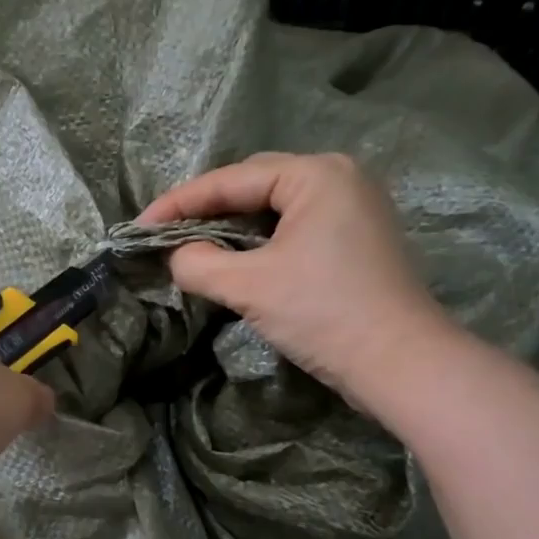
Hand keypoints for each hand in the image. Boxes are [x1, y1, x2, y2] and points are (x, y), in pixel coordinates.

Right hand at [139, 152, 454, 406]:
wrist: (400, 363)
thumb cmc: (323, 313)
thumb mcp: (248, 286)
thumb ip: (197, 263)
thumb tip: (176, 255)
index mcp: (316, 175)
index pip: (231, 180)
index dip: (178, 203)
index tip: (138, 227)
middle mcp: (338, 178)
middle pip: (254, 185)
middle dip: (205, 209)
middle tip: (164, 234)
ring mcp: (353, 208)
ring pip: (274, 207)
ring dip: (231, 226)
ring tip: (192, 245)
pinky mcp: (356, 239)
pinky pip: (293, 227)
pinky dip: (259, 240)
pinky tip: (235, 258)